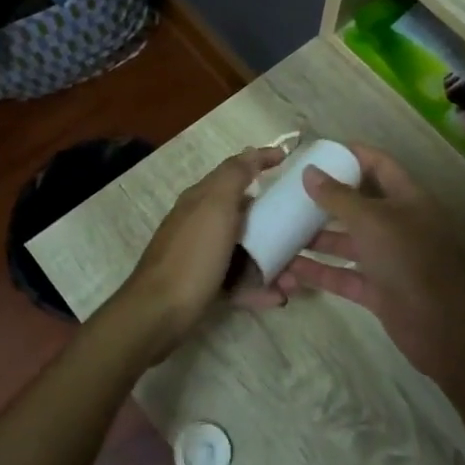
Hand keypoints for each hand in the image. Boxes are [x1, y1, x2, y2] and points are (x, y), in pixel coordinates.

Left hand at [115, 147, 286, 356]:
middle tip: (305, 234)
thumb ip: (234, 176)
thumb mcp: (215, 207)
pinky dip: (259, 288)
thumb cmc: (192, 256)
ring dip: (273, 261)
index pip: (236, 171)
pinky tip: (279, 297)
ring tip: (295, 279)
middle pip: (245, 215)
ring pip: (245, 251)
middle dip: (276, 223)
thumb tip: (253, 152)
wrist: (159, 313)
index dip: (262, 162)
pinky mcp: (204, 286)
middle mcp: (201, 223)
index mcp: (202, 199)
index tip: (290, 161)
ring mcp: (201, 256)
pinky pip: (238, 282)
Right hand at [273, 143, 464, 380]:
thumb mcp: (371, 221)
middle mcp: (398, 225)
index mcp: (407, 199)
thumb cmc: (409, 259)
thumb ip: (338, 197)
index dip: (352, 155)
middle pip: (359, 204)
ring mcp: (388, 259)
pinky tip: (289, 266)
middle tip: (290, 192)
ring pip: (348, 242)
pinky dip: (319, 271)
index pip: (379, 165)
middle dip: (327, 198)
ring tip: (281, 228)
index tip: (318, 151)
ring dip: (317, 237)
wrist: (442, 327)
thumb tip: (309, 172)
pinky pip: (343, 275)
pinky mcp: (378, 290)